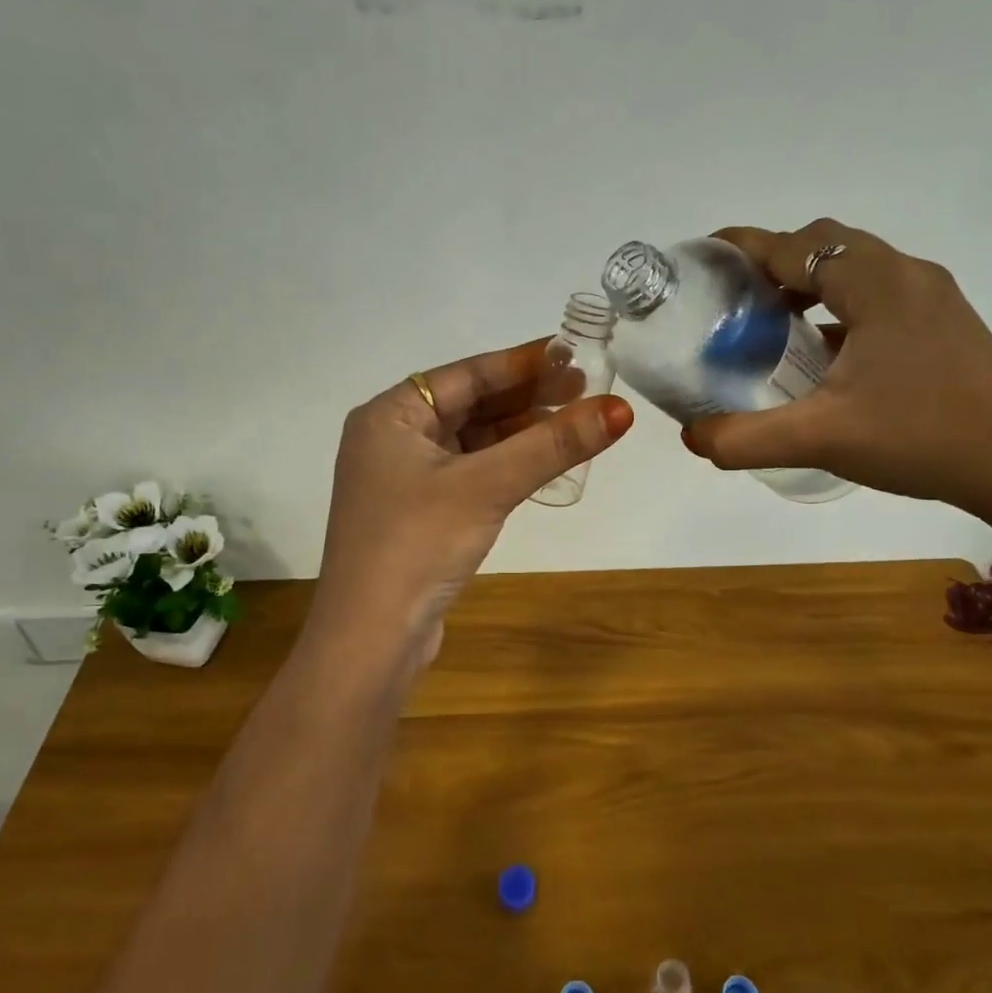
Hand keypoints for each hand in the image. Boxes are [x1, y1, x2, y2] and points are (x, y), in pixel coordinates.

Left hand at [309, 339, 632, 667]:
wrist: (370, 639)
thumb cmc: (417, 545)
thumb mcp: (487, 486)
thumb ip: (552, 445)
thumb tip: (621, 409)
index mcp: (390, 415)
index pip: (467, 373)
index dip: (523, 362)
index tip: (573, 354)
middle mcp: (391, 440)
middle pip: (469, 404)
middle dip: (526, 397)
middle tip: (584, 388)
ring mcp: (403, 480)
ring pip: (472, 442)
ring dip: (519, 433)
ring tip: (574, 423)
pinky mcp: (419, 516)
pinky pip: (469, 474)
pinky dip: (505, 466)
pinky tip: (541, 464)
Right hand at [681, 219, 991, 536]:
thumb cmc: (919, 438)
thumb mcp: (820, 439)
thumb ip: (746, 438)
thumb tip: (692, 438)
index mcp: (876, 285)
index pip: (797, 244)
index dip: (746, 247)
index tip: (705, 258)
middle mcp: (907, 275)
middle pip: (828, 244)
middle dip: (776, 261)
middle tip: (736, 298)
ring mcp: (933, 297)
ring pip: (857, 267)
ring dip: (811, 282)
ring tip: (774, 322)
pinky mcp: (946, 323)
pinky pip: (880, 294)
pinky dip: (841, 306)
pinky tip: (825, 353)